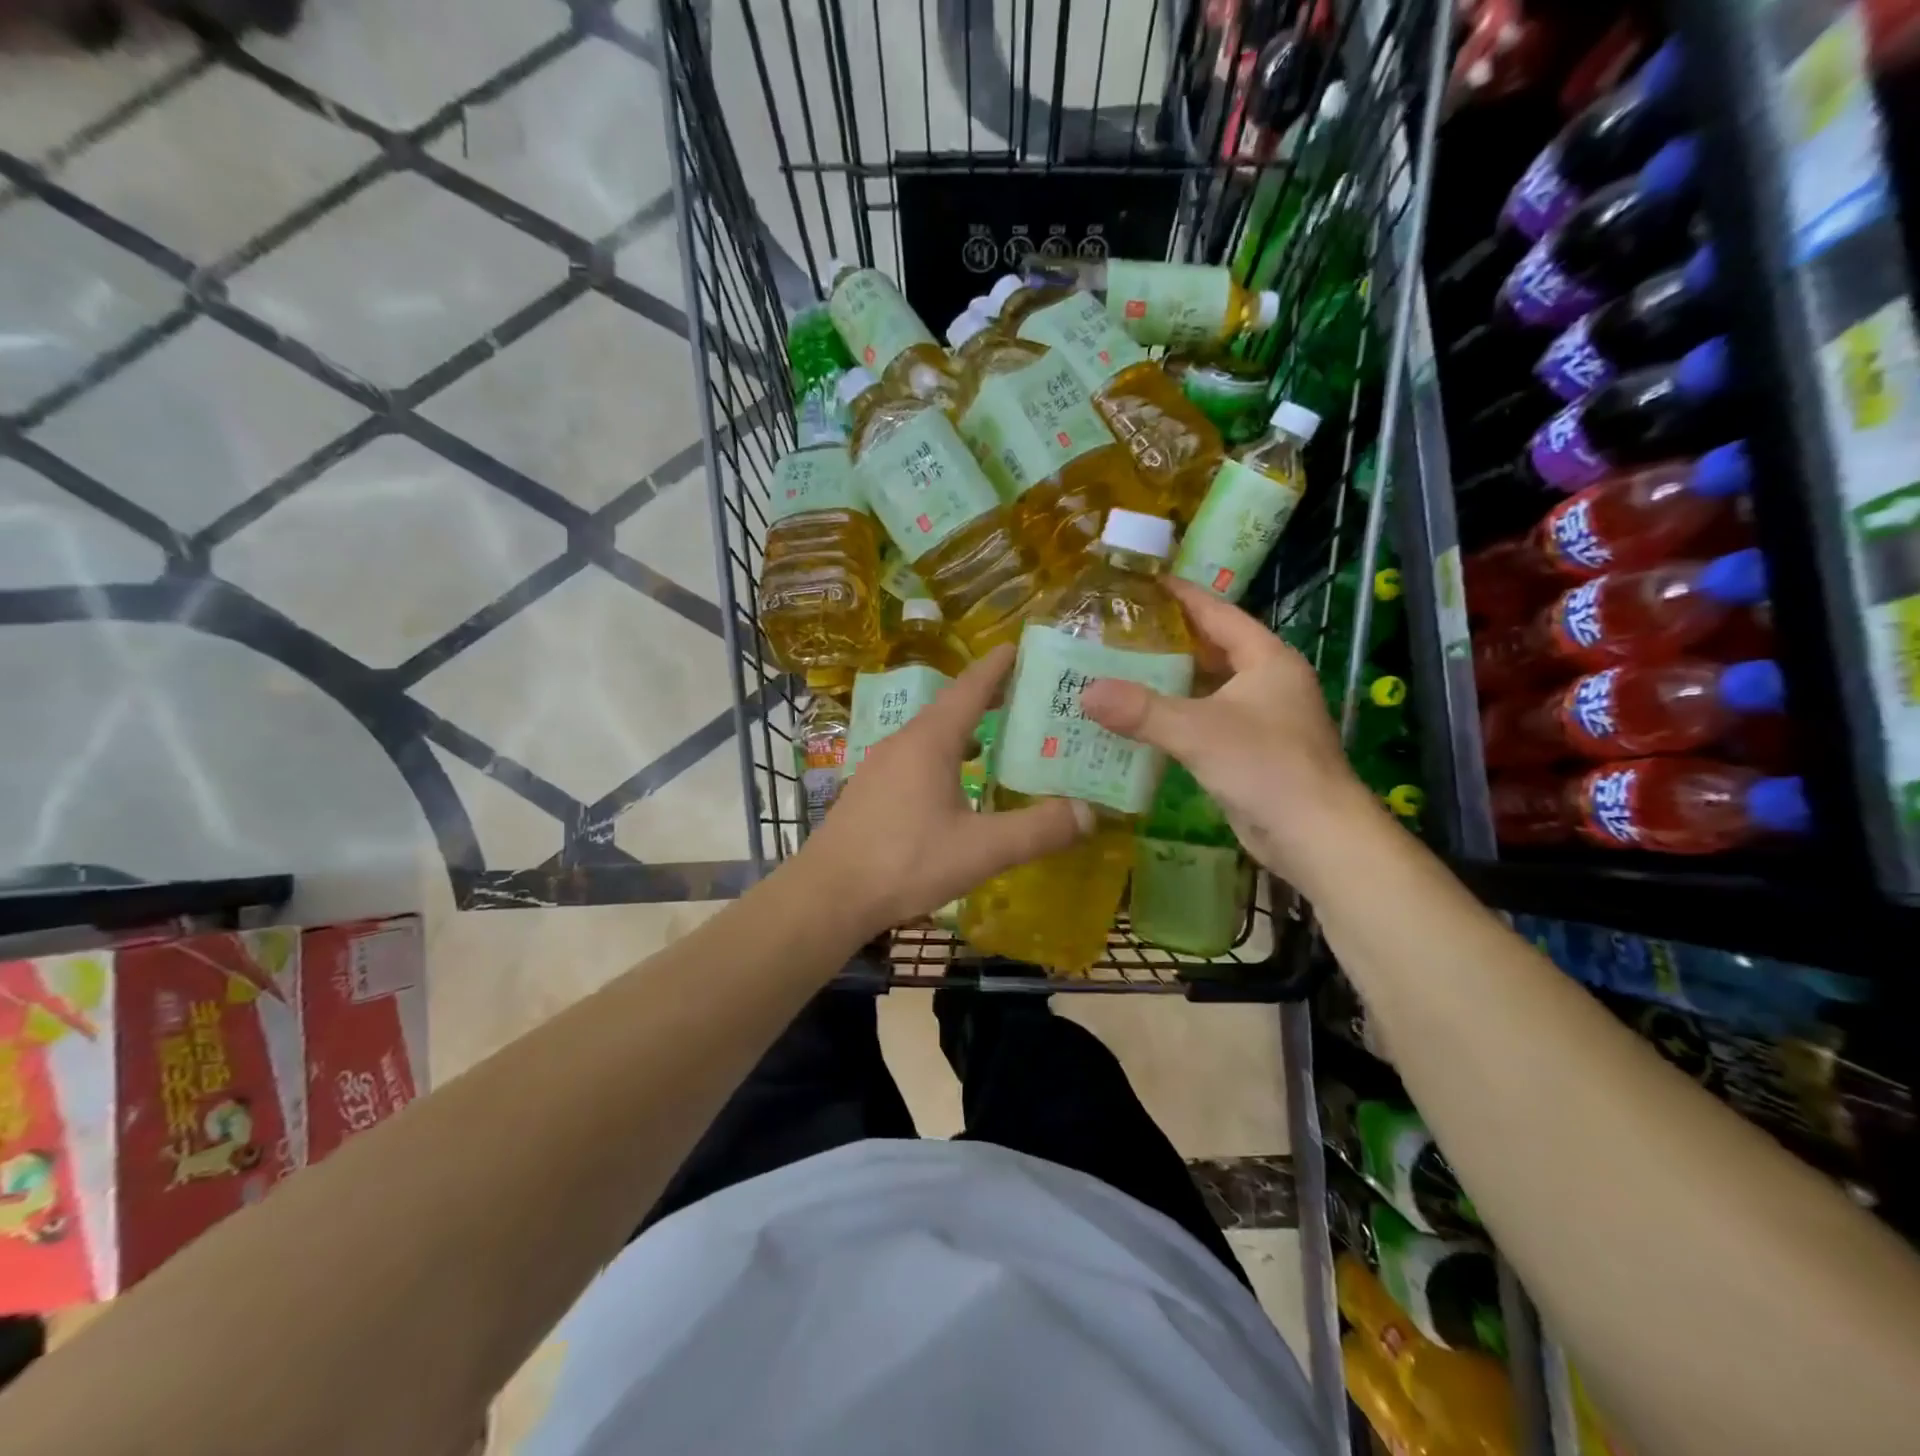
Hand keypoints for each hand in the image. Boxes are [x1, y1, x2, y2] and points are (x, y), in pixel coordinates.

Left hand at [802, 644, 1090, 932]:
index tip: (1019, 647)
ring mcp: (880, 766)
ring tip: (997, 739)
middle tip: (1026, 697)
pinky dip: (945, 756)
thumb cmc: (905, 862)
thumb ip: (1037, 830)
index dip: (997, 666)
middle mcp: (903, 742)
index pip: (970, 688)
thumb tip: (1089, 813)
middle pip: (950, 708)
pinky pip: (916, 758)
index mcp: (930, 741)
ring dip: (965, 731)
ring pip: (931, 735)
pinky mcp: (870, 791)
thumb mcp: (981, 850)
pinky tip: (957, 785)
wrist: (828, 895)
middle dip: (987, 698)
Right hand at [1079, 577, 1379, 890]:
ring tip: (1119, 671)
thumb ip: (1142, 710)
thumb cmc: (1266, 767)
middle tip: (1117, 631)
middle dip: (1168, 640)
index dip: (1181, 596)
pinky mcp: (1251, 752)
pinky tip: (1141, 722)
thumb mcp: (1199, 731)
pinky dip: (1176, 717)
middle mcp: (1268, 682)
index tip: (1142, 582)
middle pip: (1212, 649)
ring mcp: (1262, 718)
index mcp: (1267, 659)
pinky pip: (1205, 722)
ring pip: (1208, 688)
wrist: (1315, 837)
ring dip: (1169, 681)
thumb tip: (1085, 692)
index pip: (1219, 612)